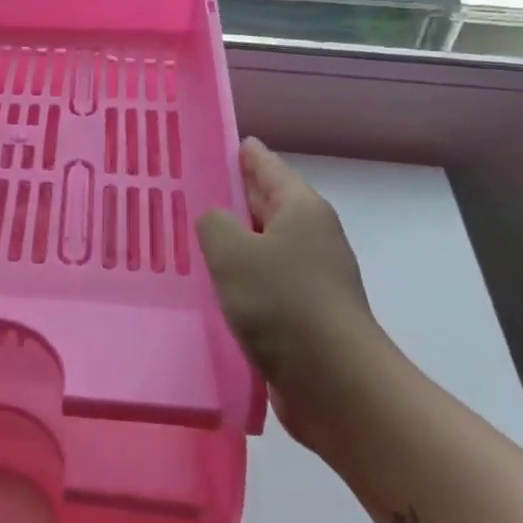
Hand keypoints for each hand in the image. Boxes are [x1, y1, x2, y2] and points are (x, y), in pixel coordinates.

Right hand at [198, 137, 391, 449]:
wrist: (334, 382)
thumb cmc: (282, 303)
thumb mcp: (233, 252)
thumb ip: (214, 224)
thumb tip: (215, 221)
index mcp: (301, 209)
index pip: (266, 165)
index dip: (242, 152)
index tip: (217, 141)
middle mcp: (310, 235)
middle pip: (266, 203)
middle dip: (232, 195)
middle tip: (189, 186)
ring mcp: (311, 275)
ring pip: (262, 244)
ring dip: (232, 240)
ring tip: (190, 235)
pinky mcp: (304, 311)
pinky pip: (263, 280)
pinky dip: (239, 276)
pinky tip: (212, 284)